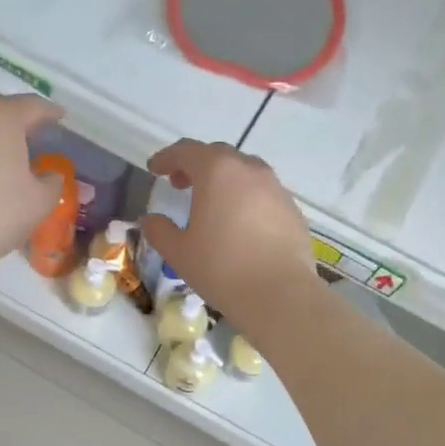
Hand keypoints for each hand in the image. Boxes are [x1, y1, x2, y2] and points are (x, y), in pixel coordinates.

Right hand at [139, 140, 318, 335]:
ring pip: (245, 172)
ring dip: (224, 181)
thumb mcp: (179, 252)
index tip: (155, 169)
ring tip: (212, 204)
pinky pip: (263, 194)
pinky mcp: (293, 210)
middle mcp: (250, 170)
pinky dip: (246, 199)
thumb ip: (160, 231)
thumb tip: (152, 220)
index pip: (186, 151)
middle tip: (181, 184)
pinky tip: (240, 225)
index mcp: (217, 172)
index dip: (167, 158)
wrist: (280, 294)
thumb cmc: (222, 268)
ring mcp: (276, 189)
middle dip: (196, 165)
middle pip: (218, 155)